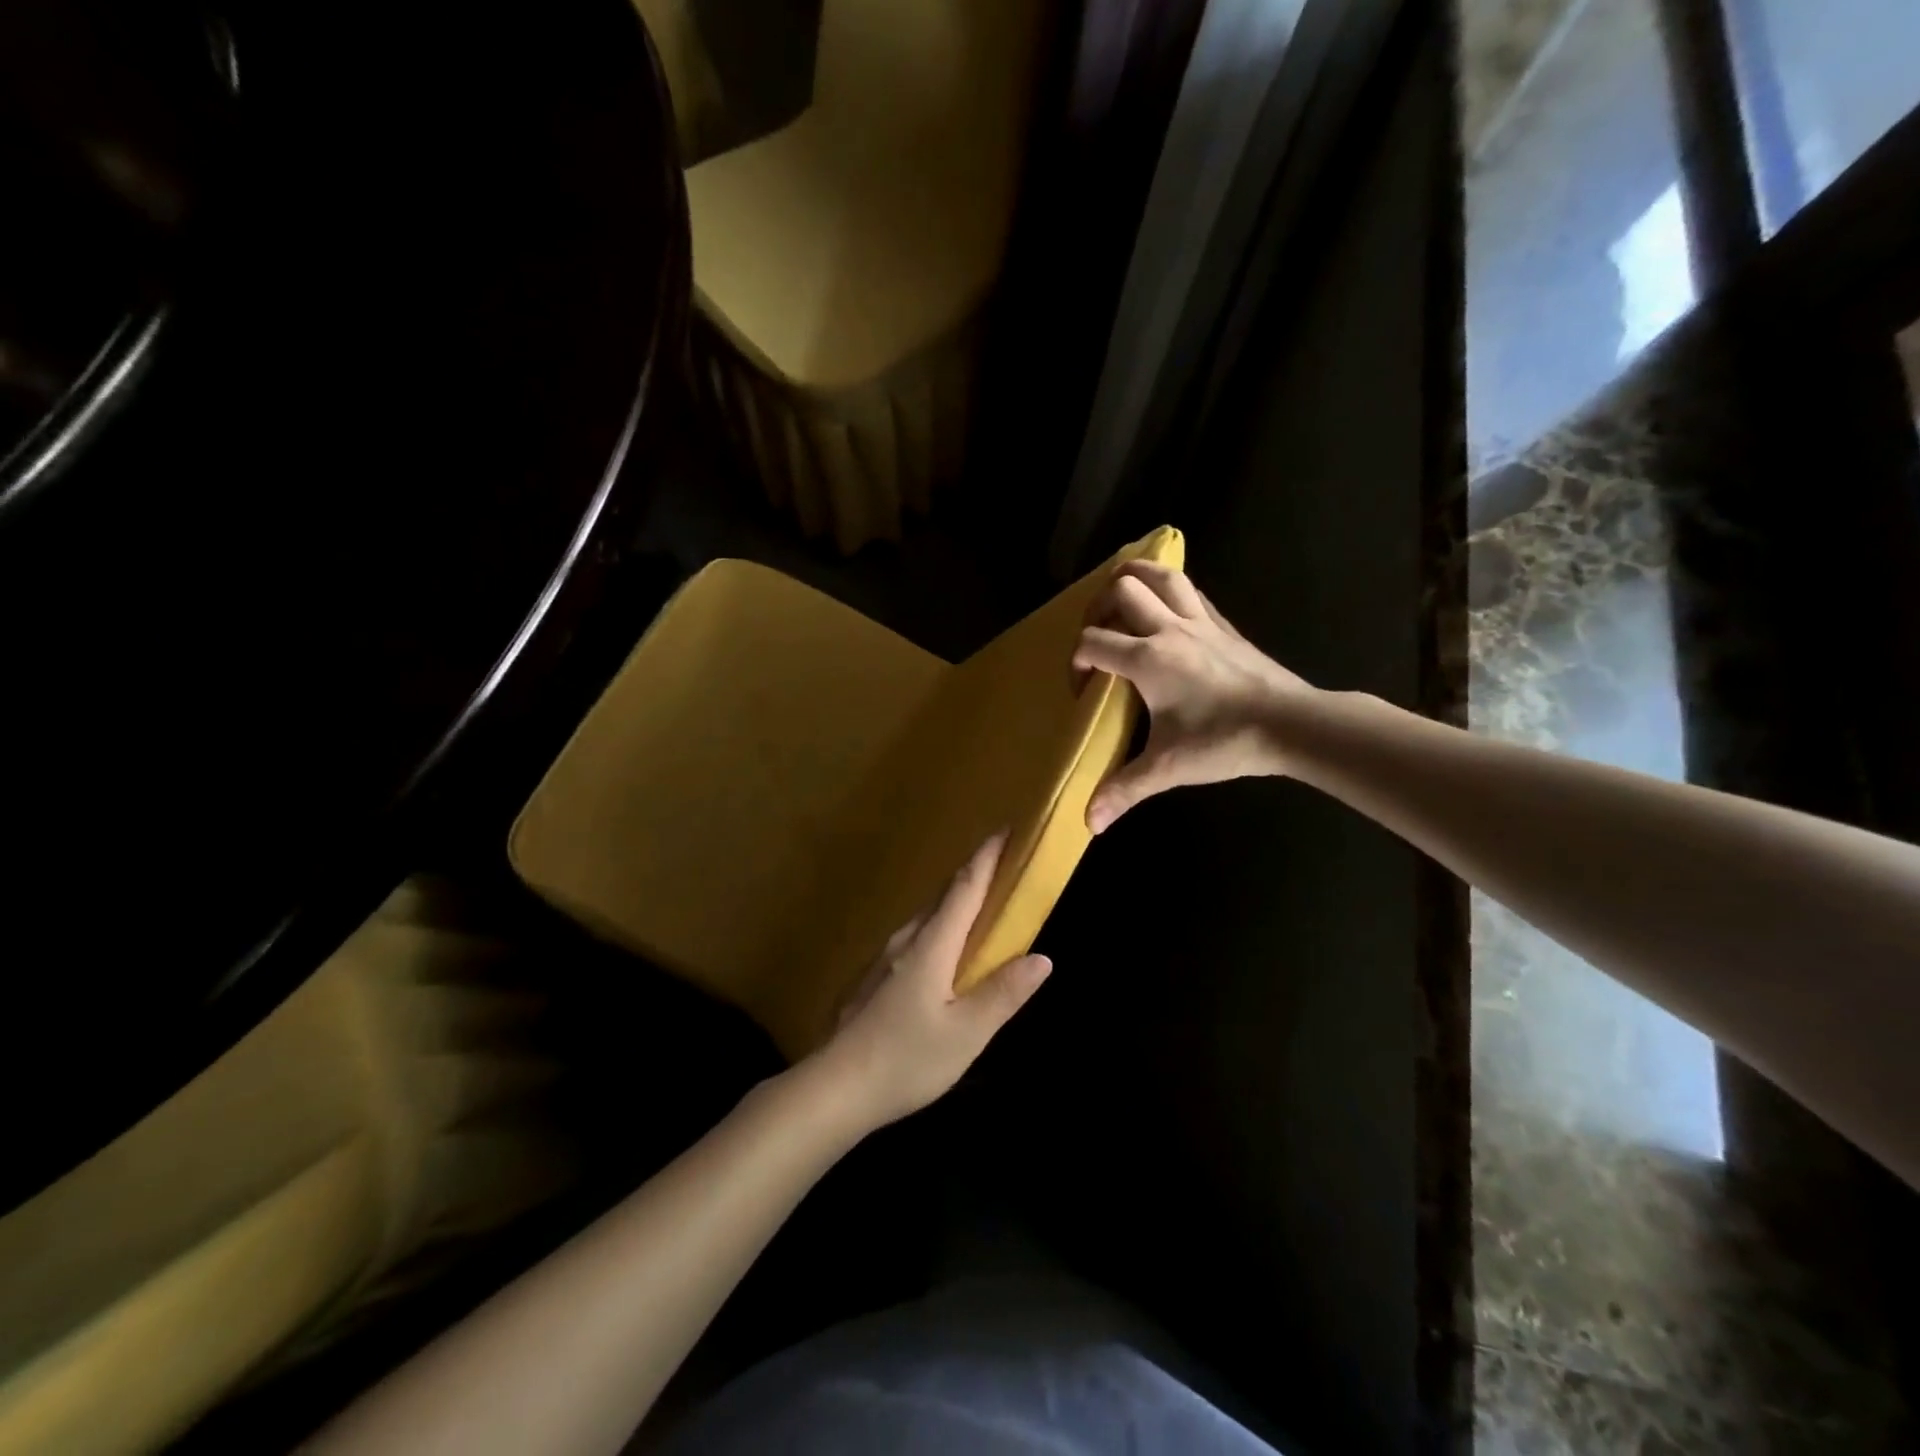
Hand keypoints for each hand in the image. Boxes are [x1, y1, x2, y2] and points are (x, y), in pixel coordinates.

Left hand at [809, 832, 1051, 1130]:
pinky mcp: (874, 979)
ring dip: (955, 906)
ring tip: (979, 911)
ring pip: (927, 919)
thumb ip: (1003, 993)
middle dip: (974, 877)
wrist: (835, 1088)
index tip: (1005, 830)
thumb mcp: (966, 1034)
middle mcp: (906, 941)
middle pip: (944, 897)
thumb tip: (1041, 958)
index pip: (964, 888)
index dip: (986, 858)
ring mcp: (885, 959)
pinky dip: (938, 932)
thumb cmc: (906, 1059)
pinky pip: (915, 940)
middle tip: (1003, 870)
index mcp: (931, 945)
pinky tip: (944, 957)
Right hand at [1073, 560, 1316, 830]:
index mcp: (1148, 659)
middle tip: (1096, 636)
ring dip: (1134, 578)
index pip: (1093, 642)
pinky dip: (1169, 590)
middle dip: (1097, 607)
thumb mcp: (1168, 768)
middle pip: (1122, 589)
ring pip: (1161, 575)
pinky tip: (1166, 609)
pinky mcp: (1224, 625)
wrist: (1290, 724)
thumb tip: (1089, 824)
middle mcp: (1169, 629)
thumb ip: (1124, 790)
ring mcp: (1200, 622)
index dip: (1076, 662)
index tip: (1082, 688)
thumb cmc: (1225, 741)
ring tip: (1120, 598)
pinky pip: (1191, 590)